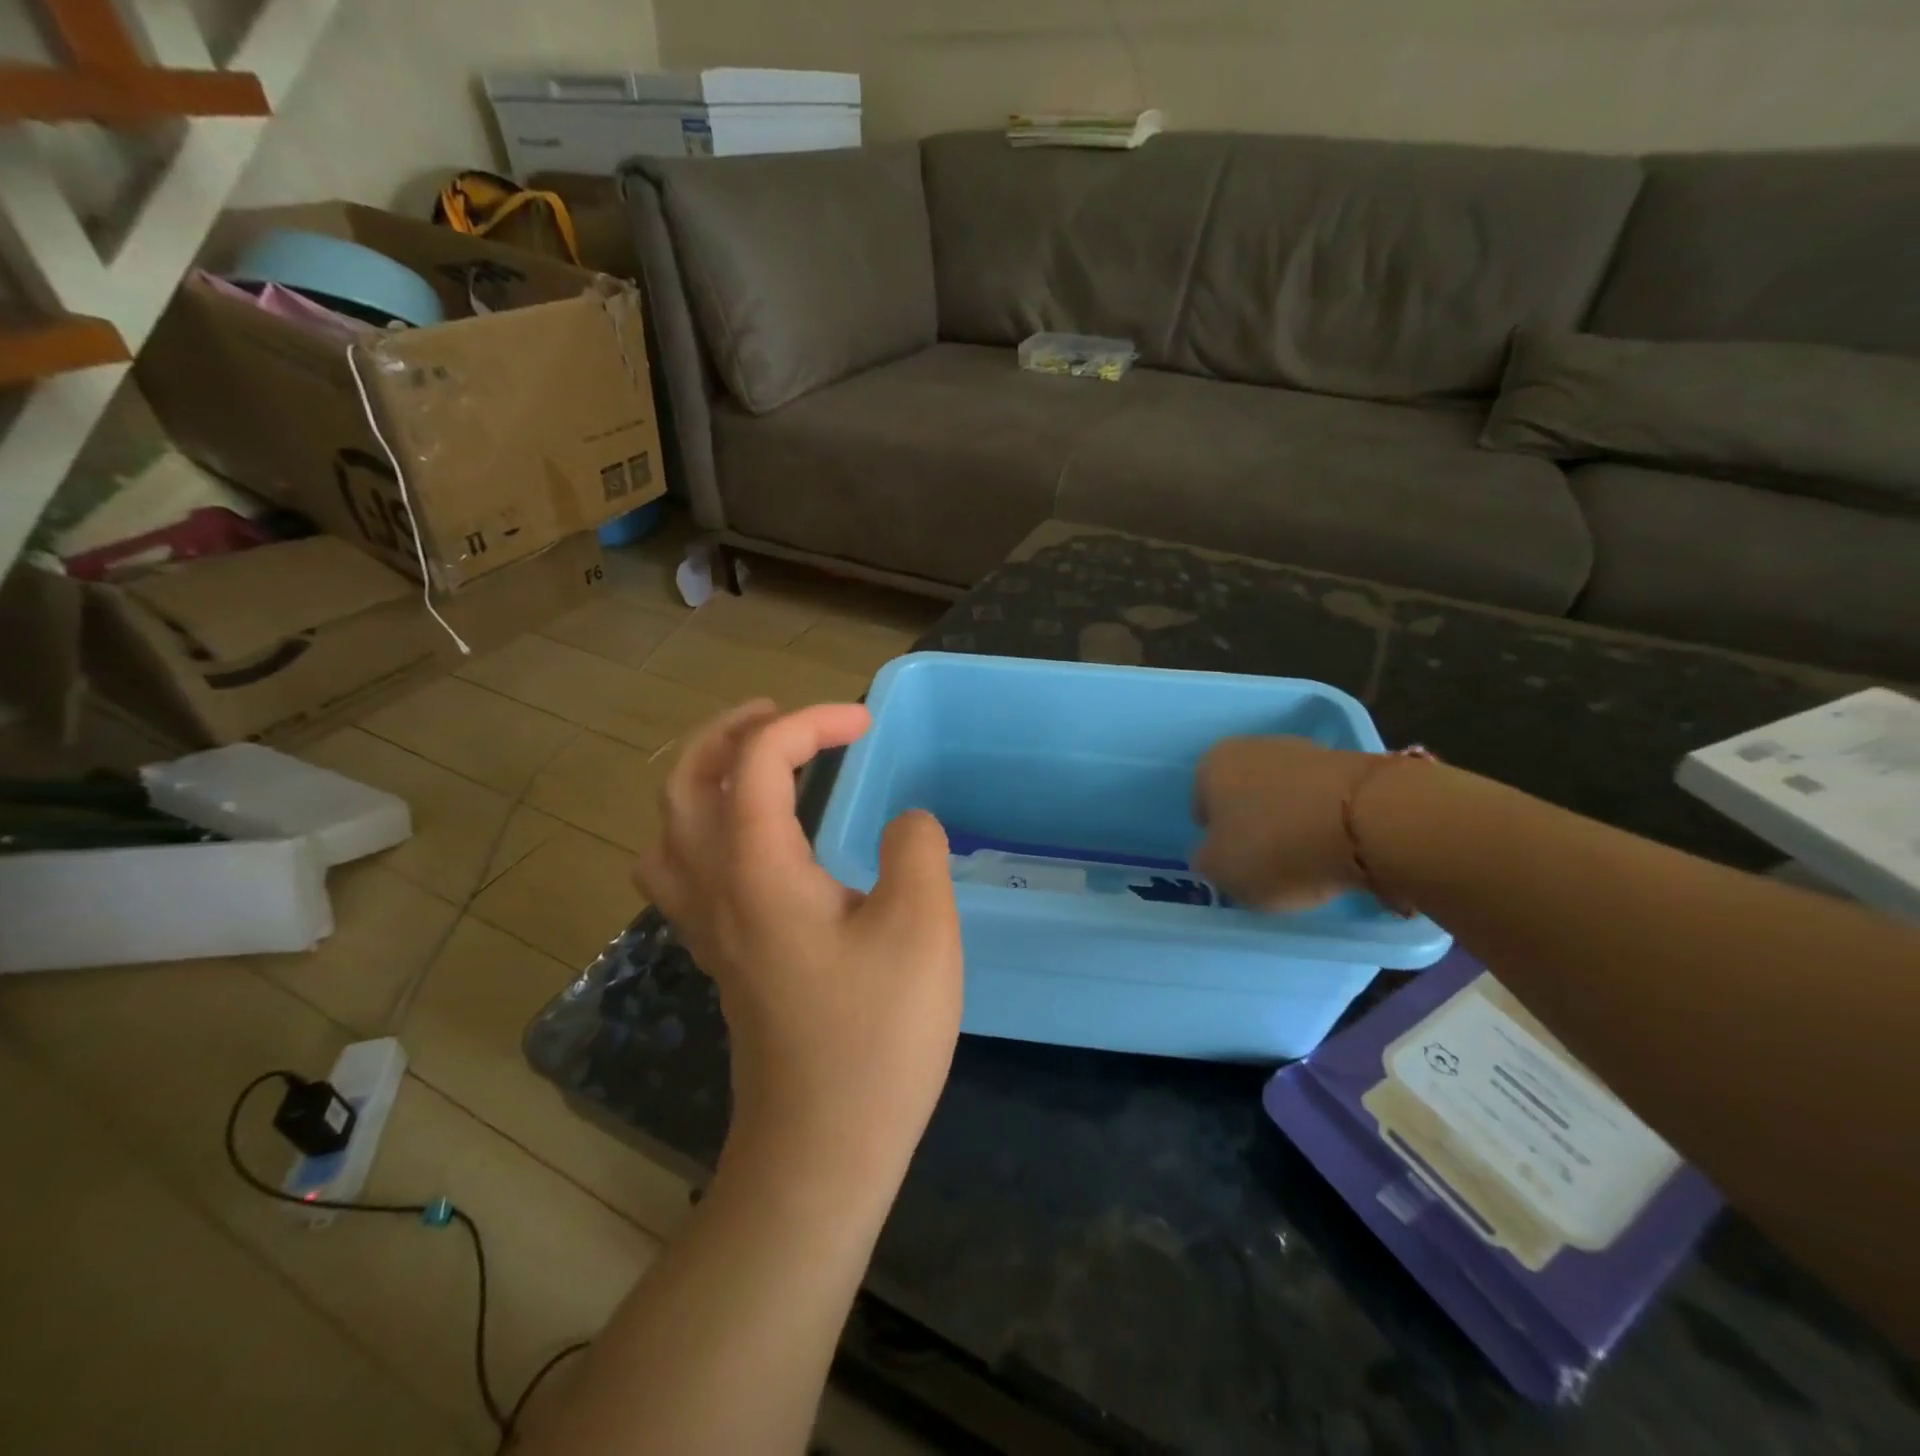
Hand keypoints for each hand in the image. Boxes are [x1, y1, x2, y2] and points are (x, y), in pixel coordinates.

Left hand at [636, 700, 961, 1189]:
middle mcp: (717, 890)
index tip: (864, 722)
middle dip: (729, 733)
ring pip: (670, 830)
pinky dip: (701, 832)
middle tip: (780, 715)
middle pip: (686, 784)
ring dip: (703, 780)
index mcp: (759, 871)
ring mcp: (710, 929)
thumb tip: (907, 824)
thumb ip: (916, 851)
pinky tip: (747, 845)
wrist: (822, 1151)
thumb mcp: (921, 929)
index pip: (759, 762)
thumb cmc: (876, 1037)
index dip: (810, 723)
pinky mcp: (722, 959)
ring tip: (754, 767)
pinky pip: (682, 873)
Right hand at [1192, 736, 1373, 910]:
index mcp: (1211, 765)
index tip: (1229, 860)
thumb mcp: (1221, 871)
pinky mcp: (1349, 763)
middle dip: (1252, 821)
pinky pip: (1323, 799)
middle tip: (1265, 859)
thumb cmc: (1274, 845)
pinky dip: (1324, 821)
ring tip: (1305, 859)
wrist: (1369, 821)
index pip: (1201, 802)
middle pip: (1244, 792)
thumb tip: (1211, 854)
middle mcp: (1252, 747)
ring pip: (1285, 793)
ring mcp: (1304, 750)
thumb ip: (1207, 861)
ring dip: (1290, 819)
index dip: (1213, 834)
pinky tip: (1334, 848)